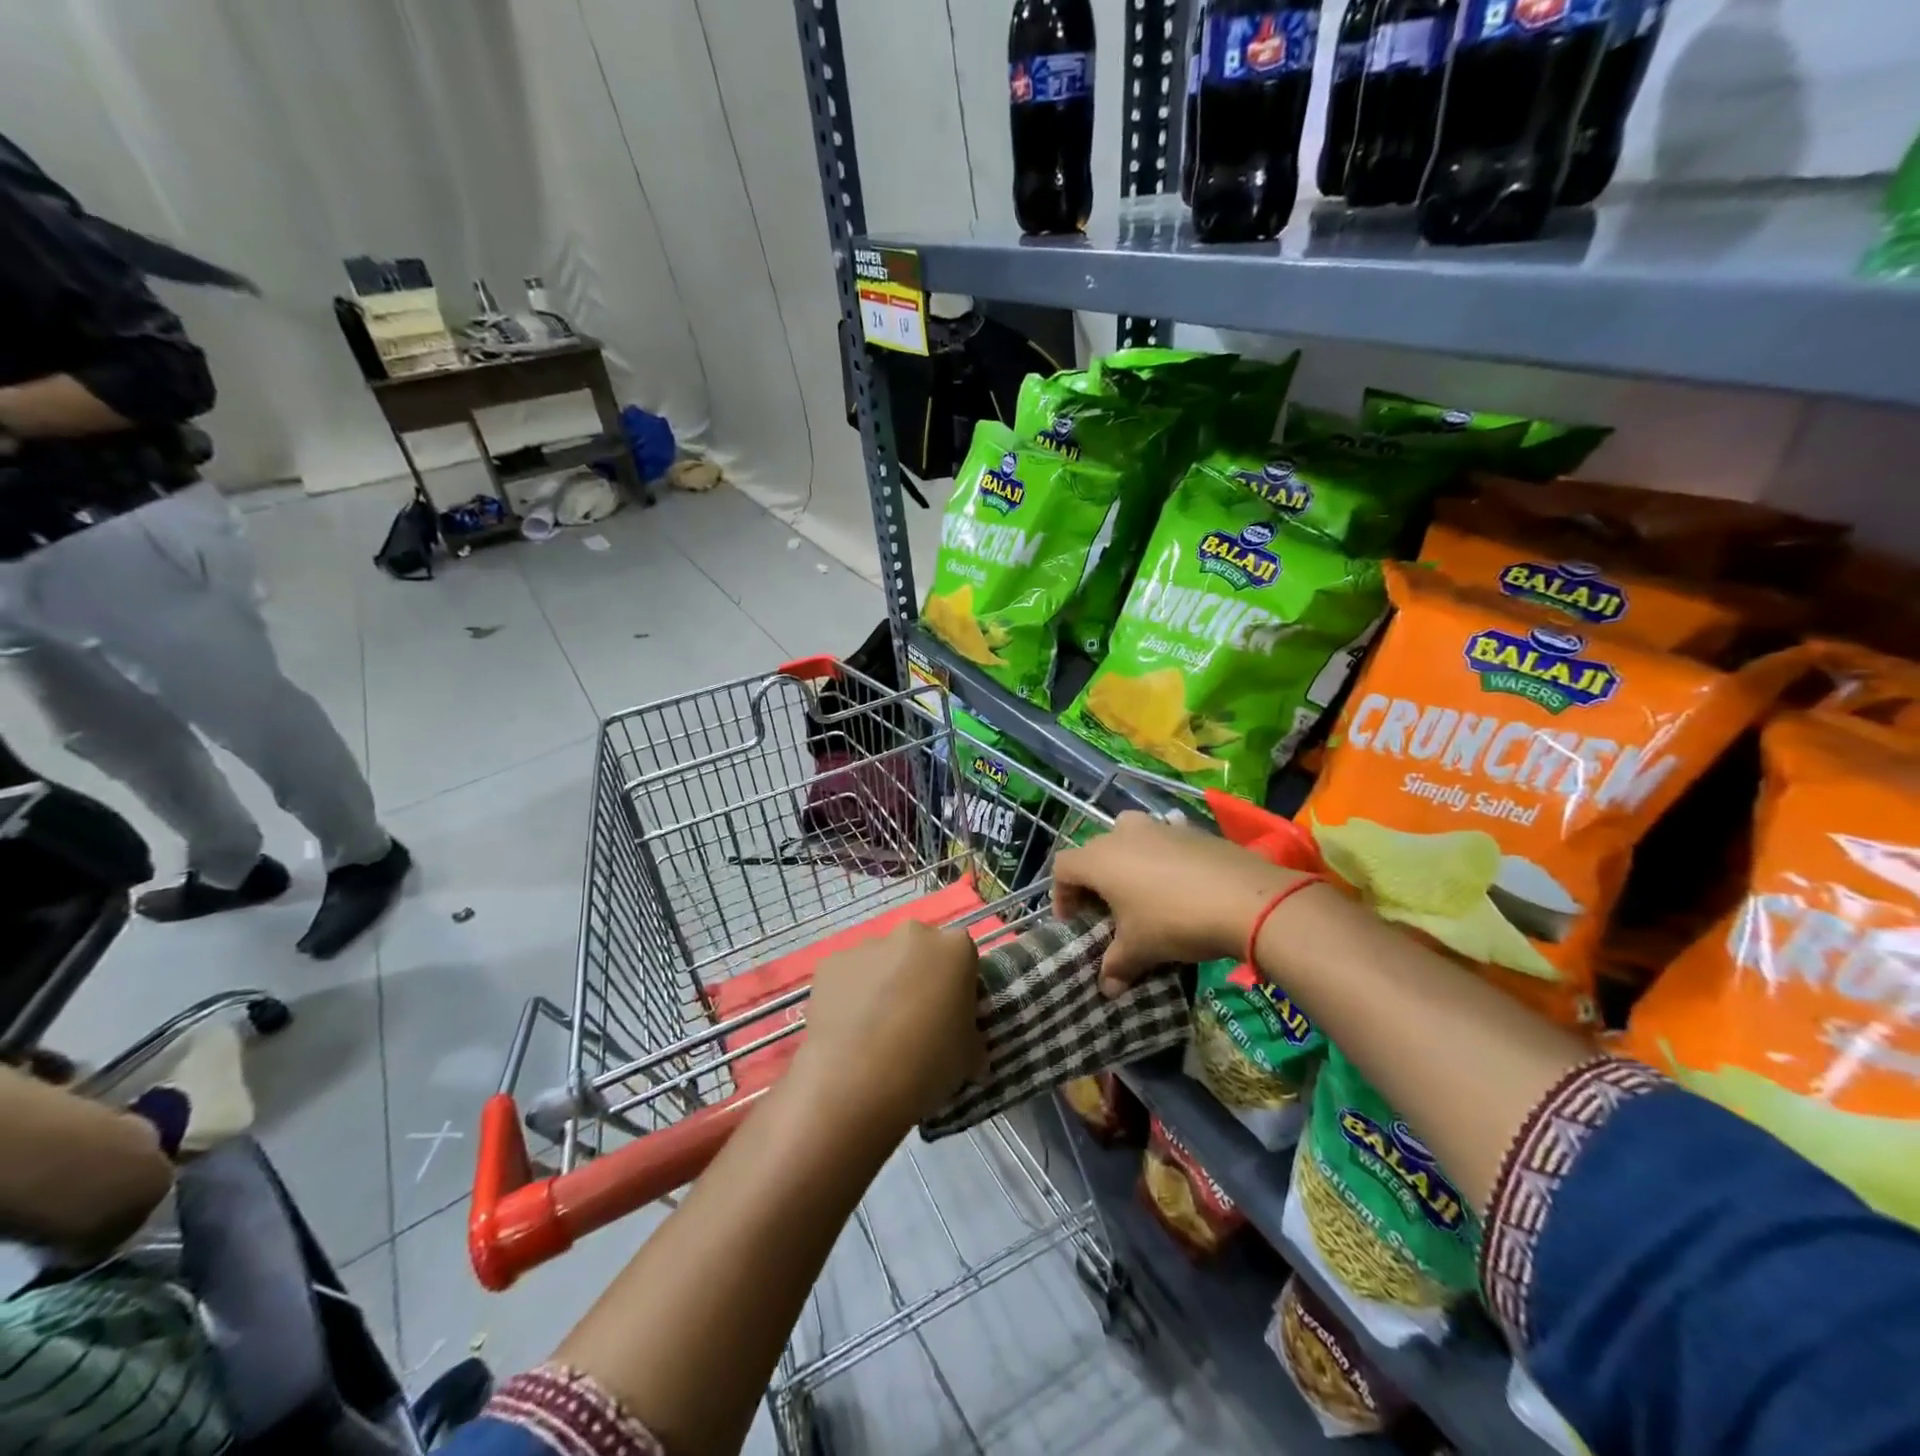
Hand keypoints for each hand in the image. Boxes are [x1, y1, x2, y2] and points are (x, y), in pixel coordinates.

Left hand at [793, 922, 985, 1130]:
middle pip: (920, 950)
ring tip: (875, 1030)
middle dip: (919, 976)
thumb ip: (971, 1038)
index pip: (963, 959)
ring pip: (882, 960)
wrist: (855, 1079)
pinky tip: (848, 1030)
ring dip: (883, 983)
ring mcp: (868, 945)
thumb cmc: (927, 1062)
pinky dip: (850, 994)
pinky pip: (848, 975)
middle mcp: (912, 934)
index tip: (951, 1015)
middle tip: (914, 1019)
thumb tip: (970, 1050)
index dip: (958, 987)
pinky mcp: (831, 962)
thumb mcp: (969, 1057)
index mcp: (955, 948)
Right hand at [1052, 812, 1305, 994]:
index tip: (1074, 922)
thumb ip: (1117, 966)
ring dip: (1127, 862)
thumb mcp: (1140, 949)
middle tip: (1105, 910)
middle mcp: (1123, 834)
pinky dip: (1160, 858)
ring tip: (1140, 892)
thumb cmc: (1175, 921)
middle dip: (1094, 880)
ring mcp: (1159, 826)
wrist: (1246, 899)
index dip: (1062, 895)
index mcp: (1100, 859)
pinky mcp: (1190, 829)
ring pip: (1128, 838)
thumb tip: (1107, 989)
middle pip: (1094, 851)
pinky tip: (1178, 885)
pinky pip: (1162, 840)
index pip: (1063, 868)